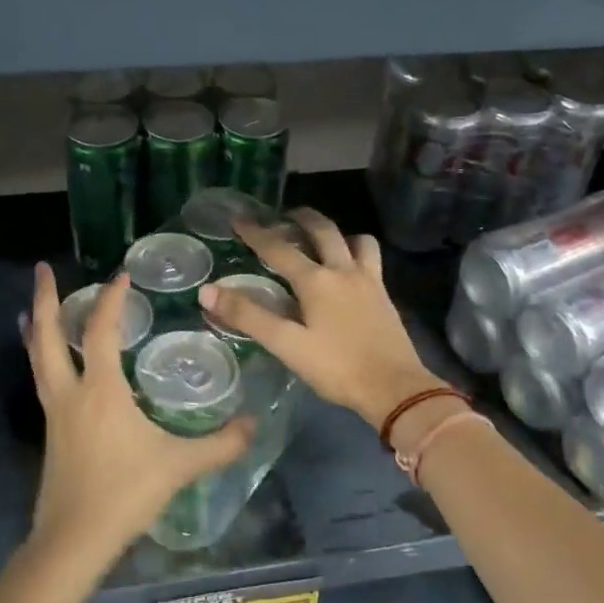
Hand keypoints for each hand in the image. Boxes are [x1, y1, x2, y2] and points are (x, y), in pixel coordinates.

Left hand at [25, 263, 253, 566]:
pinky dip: (40, 358)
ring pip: (37, 358)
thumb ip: (220, 444)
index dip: (111, 299)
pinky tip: (48, 364)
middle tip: (42, 269)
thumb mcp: (179, 466)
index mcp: (101, 391)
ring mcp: (55, 413)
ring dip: (36, 328)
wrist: (73, 541)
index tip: (122, 274)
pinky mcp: (50, 434)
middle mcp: (70, 393)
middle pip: (48, 335)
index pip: (102, 331)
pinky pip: (42, 381)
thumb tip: (254, 424)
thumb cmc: (125, 494)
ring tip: (30, 307)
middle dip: (45, 298)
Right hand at [201, 208, 443, 429]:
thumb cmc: (337, 367)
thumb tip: (208, 291)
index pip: (279, 249)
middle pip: (323, 230)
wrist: (395, 388)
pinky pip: (370, 259)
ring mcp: (369, 280)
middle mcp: (343, 270)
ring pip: (355, 240)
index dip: (256, 233)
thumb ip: (248, 316)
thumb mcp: (287, 345)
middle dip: (301, 218)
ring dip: (336, 232)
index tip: (240, 219)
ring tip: (323, 239)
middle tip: (286, 215)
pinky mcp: (384, 295)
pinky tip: (349, 270)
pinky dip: (357, 251)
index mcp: (316, 280)